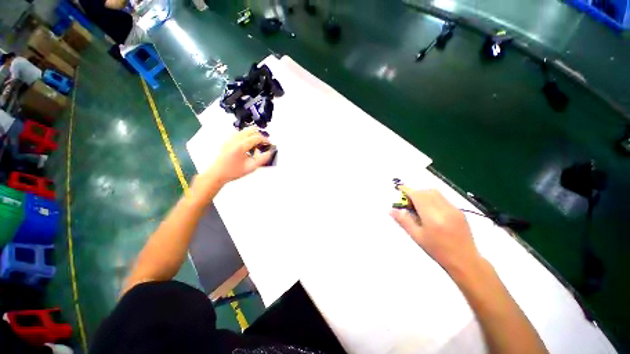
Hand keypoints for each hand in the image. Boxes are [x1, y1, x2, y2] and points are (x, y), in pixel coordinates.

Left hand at [208, 127, 273, 184]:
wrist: (217, 173)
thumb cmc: (232, 172)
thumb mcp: (251, 168)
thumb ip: (262, 160)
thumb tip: (269, 153)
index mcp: (240, 146)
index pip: (256, 137)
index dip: (265, 140)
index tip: (269, 144)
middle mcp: (234, 140)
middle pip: (251, 130)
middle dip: (260, 136)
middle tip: (264, 144)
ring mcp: (230, 139)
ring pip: (245, 131)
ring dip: (253, 136)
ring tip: (257, 145)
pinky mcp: (228, 140)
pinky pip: (240, 134)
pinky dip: (247, 137)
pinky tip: (249, 146)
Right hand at [390, 187, 480, 272]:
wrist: (465, 261)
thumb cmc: (438, 251)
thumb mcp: (417, 236)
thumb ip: (404, 221)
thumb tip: (391, 210)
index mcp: (432, 216)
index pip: (418, 195)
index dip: (407, 190)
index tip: (399, 190)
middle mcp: (444, 209)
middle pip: (426, 191)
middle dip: (415, 192)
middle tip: (407, 202)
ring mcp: (454, 209)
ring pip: (435, 193)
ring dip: (423, 194)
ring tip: (418, 206)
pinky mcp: (459, 211)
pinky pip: (442, 198)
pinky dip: (432, 199)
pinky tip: (430, 211)